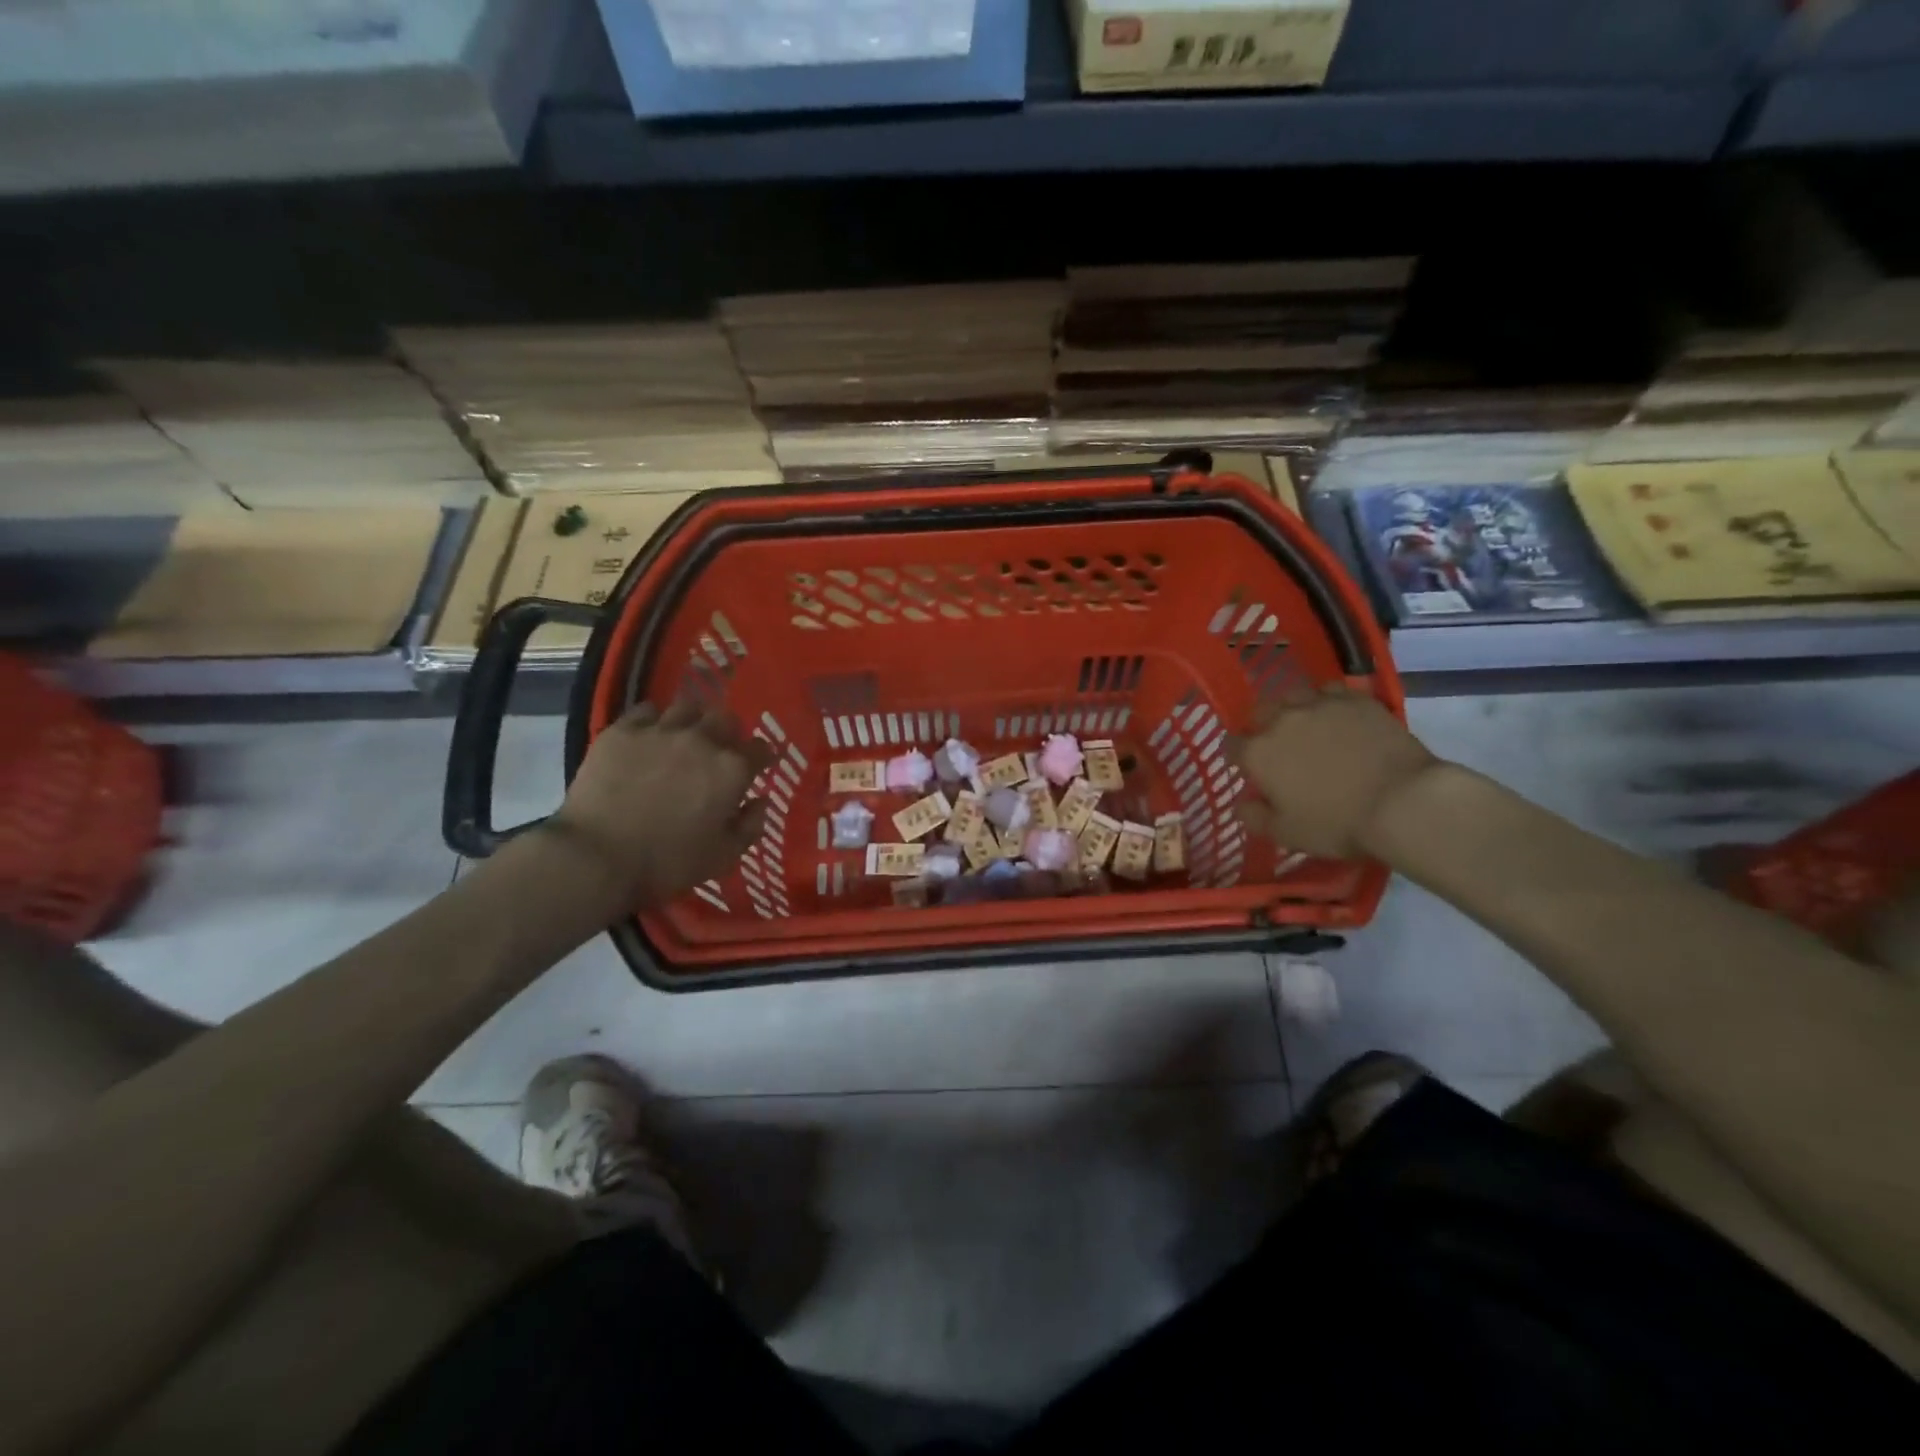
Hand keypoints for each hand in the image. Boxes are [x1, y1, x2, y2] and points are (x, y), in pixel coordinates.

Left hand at [546, 699, 772, 904]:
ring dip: (692, 720)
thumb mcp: (723, 856)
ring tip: (684, 736)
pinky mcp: (622, 731)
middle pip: (725, 719)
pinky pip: (645, 710)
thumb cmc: (668, 862)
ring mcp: (660, 731)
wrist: (598, 857)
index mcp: (731, 770)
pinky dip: (653, 720)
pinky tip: (648, 736)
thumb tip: (760, 801)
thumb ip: (750, 826)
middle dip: (728, 732)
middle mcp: (701, 741)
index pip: (761, 749)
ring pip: (687, 707)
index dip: (762, 756)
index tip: (758, 765)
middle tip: (719, 749)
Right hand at [1228, 683, 1437, 857]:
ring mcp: (1321, 705)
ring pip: (1295, 695)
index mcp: (1258, 753)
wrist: (1403, 802)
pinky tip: (1338, 717)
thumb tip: (1241, 804)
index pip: (1231, 745)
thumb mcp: (1286, 833)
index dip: (1237, 756)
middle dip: (1262, 725)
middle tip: (1277, 744)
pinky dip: (1329, 702)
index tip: (1248, 768)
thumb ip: (1255, 817)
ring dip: (1293, 708)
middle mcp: (1282, 720)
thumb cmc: (1337, 823)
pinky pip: (1333, 691)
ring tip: (1306, 723)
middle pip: (1260, 711)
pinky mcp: (1357, 700)